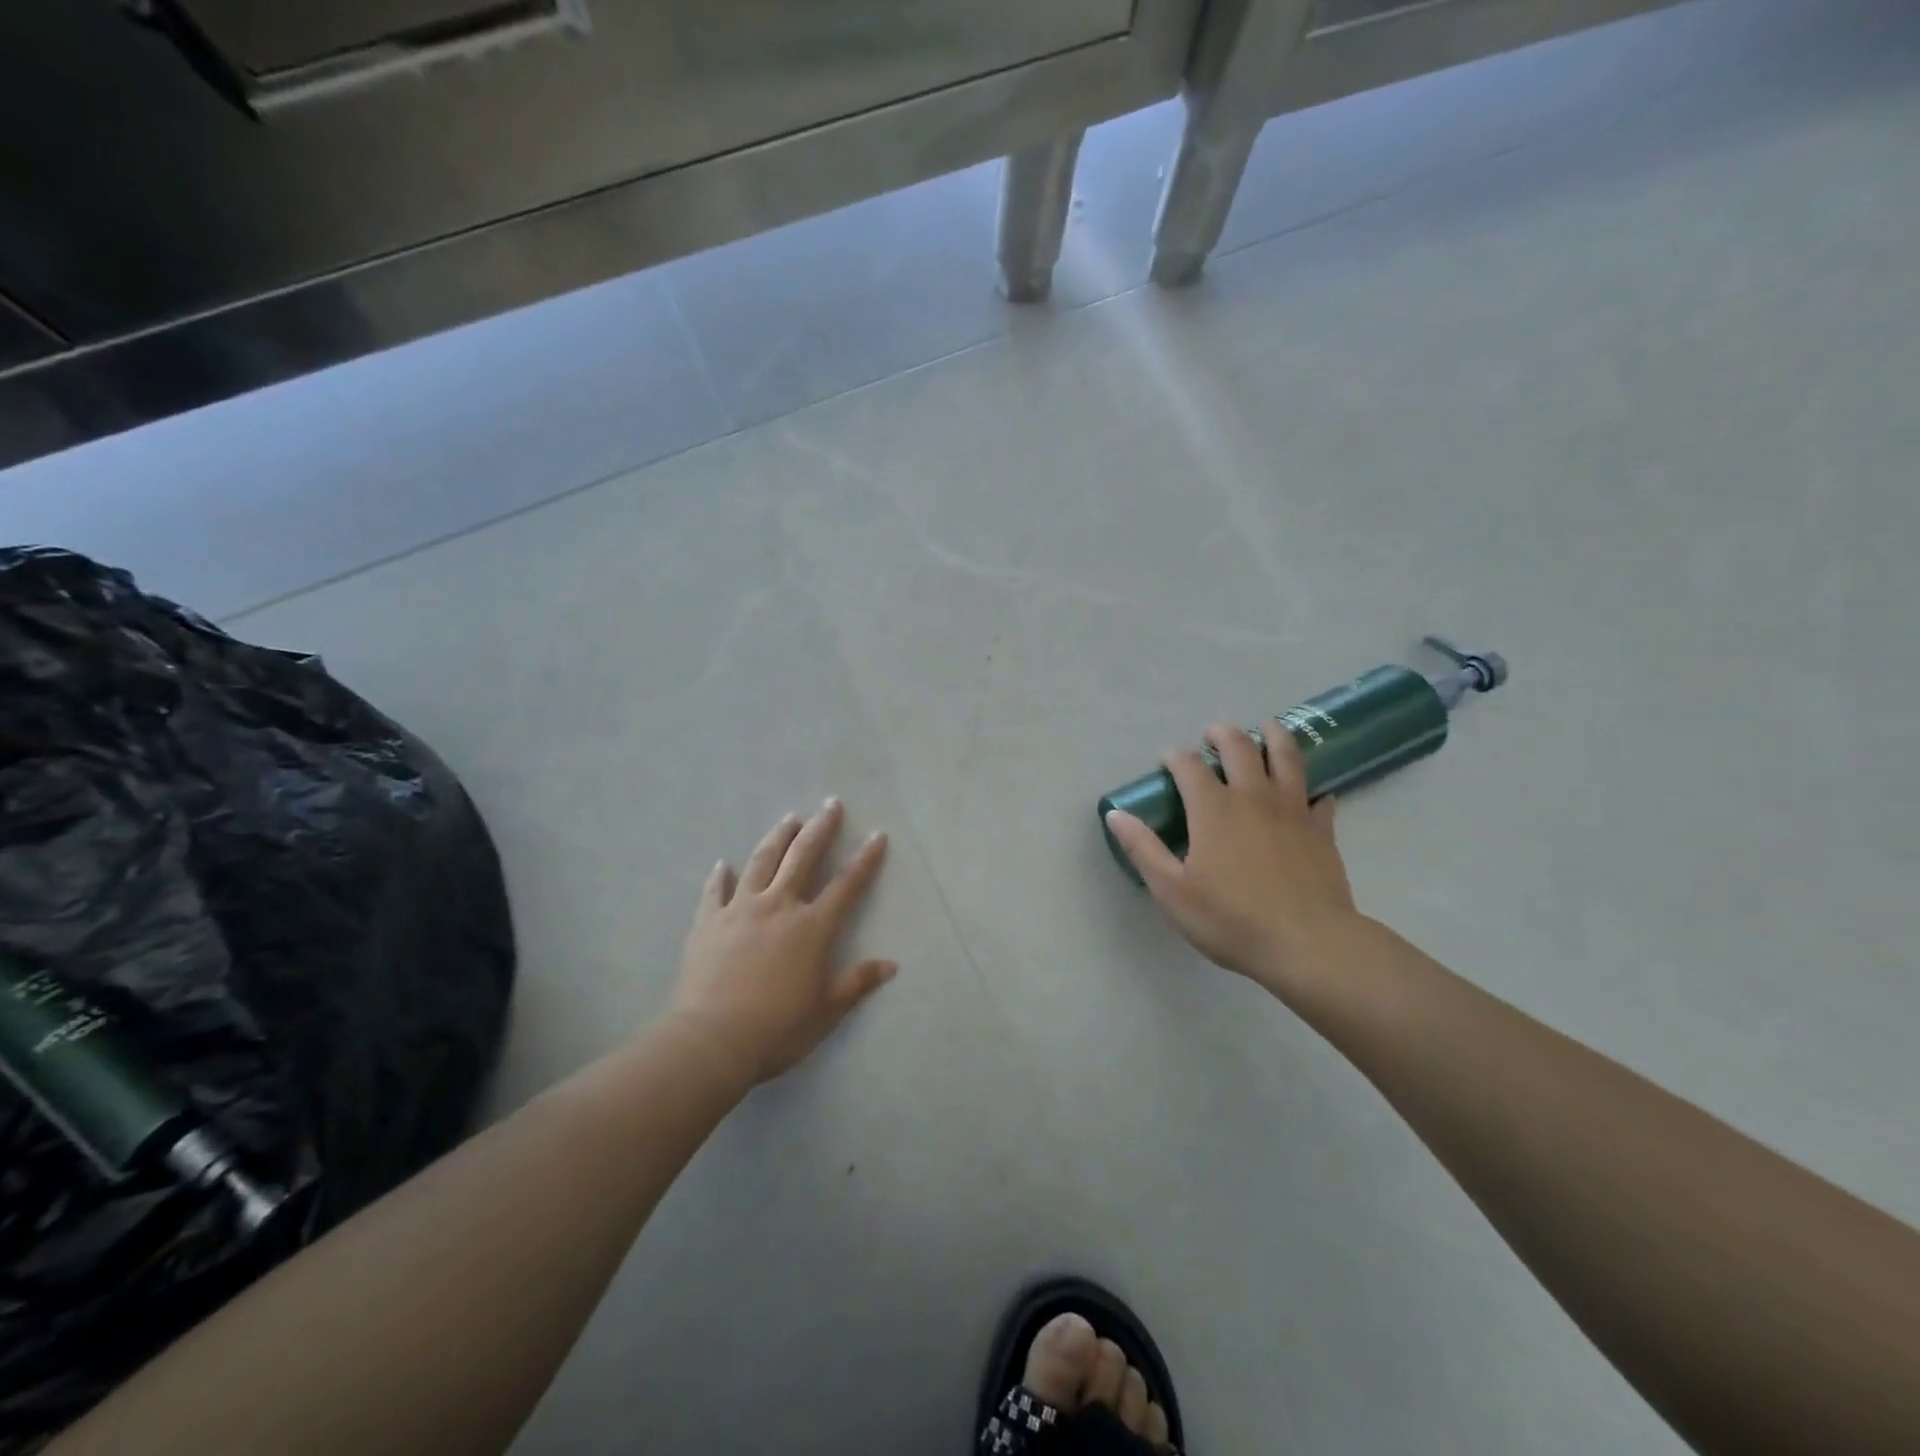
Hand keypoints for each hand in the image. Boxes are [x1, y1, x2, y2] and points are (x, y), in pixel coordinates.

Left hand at [667, 800, 893, 1085]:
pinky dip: (720, 875)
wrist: (712, 1040)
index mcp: (812, 926)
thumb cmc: (778, 1027)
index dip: (865, 859)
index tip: (877, 834)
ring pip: (762, 862)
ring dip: (777, 838)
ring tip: (789, 819)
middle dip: (820, 828)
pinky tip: (724, 864)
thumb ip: (857, 982)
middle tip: (831, 804)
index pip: (847, 884)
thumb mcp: (827, 1010)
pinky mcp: (708, 922)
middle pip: (803, 857)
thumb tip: (890, 965)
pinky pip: (715, 890)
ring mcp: (740, 909)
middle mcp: (779, 906)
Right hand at [1104, 724, 1358, 995]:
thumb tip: (1115, 815)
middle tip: (1214, 733)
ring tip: (1267, 727)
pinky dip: (1311, 788)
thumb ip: (1143, 848)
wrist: (1307, 944)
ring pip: (1285, 758)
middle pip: (1239, 748)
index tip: (1168, 758)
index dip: (1176, 757)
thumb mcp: (1172, 890)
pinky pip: (1319, 797)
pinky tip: (1310, 792)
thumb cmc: (1230, 919)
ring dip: (1273, 737)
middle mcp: (1253, 797)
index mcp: (1213, 809)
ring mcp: (1292, 810)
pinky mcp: (1322, 829)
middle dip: (1223, 735)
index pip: (1189, 767)